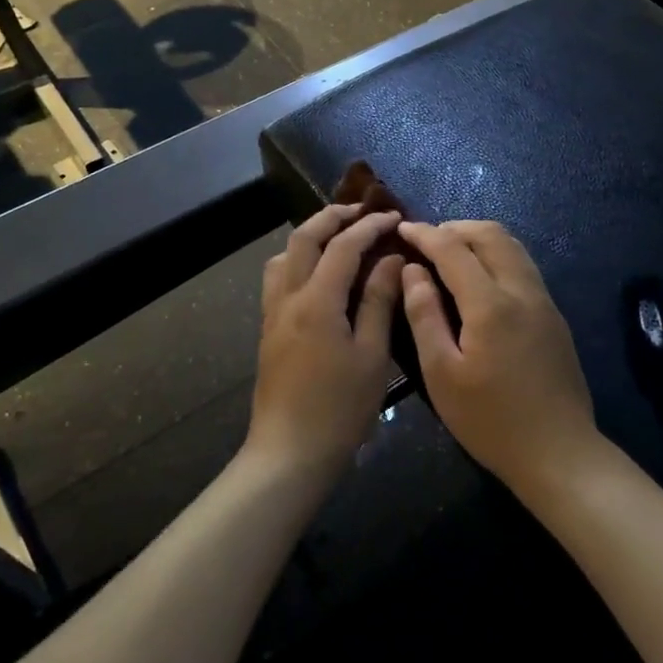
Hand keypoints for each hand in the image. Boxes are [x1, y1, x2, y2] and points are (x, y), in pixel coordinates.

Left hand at [249, 205, 404, 481]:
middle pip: (303, 238)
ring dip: (309, 236)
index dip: (369, 226)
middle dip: (331, 217)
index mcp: (316, 300)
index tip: (394, 217)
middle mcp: (288, 297)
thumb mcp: (371, 355)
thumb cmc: (339, 408)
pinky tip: (319, 276)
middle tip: (360, 210)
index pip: (343, 246)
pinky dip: (298, 260)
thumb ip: (378, 301)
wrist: (289, 452)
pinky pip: (279, 278)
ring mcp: (272, 313)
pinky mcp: (268, 330)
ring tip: (337, 238)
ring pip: (283, 256)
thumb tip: (391, 260)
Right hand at [398, 220, 600, 500]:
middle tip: (425, 240)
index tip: (401, 227)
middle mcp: (522, 290)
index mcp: (490, 304)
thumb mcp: (441, 374)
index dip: (424, 234)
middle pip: (490, 235)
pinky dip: (496, 255)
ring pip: (512, 246)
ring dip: (478, 239)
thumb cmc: (490, 420)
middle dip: (454, 227)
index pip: (453, 249)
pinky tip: (479, 279)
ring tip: (450, 253)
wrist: (559, 453)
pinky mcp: (554, 316)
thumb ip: (424, 315)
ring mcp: (544, 301)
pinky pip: (523, 266)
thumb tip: (412, 271)